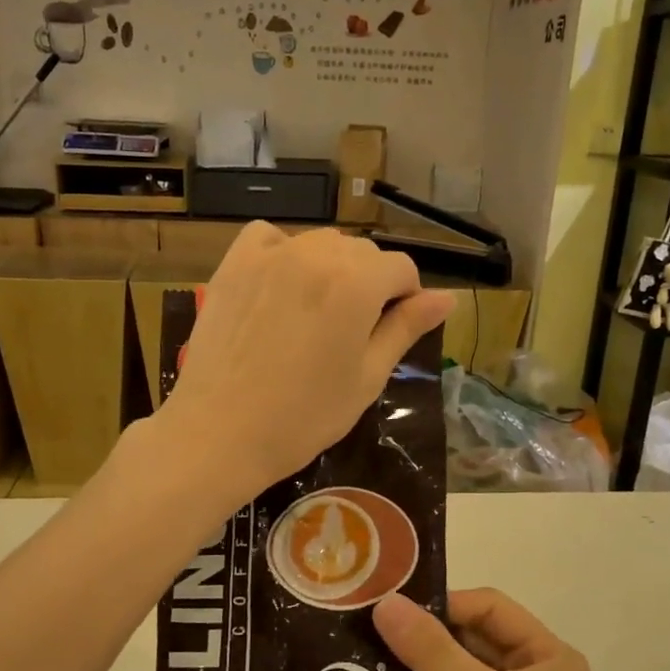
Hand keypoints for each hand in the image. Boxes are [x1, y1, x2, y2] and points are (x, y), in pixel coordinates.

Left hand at [160, 223, 451, 495]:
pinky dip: (284, 253)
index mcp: (357, 283)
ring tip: (315, 315)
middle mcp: (317, 254)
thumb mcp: (367, 377)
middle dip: (370, 284)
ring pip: (320, 244)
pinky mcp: (234, 263)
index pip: (402, 268)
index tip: (391, 331)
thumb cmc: (304, 416)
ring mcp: (271, 254)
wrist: (220, 432)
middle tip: (351, 334)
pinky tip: (281, 286)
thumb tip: (449, 298)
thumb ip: (406, 328)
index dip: (406, 299)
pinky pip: (270, 237)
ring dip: (330, 269)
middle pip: (363, 253)